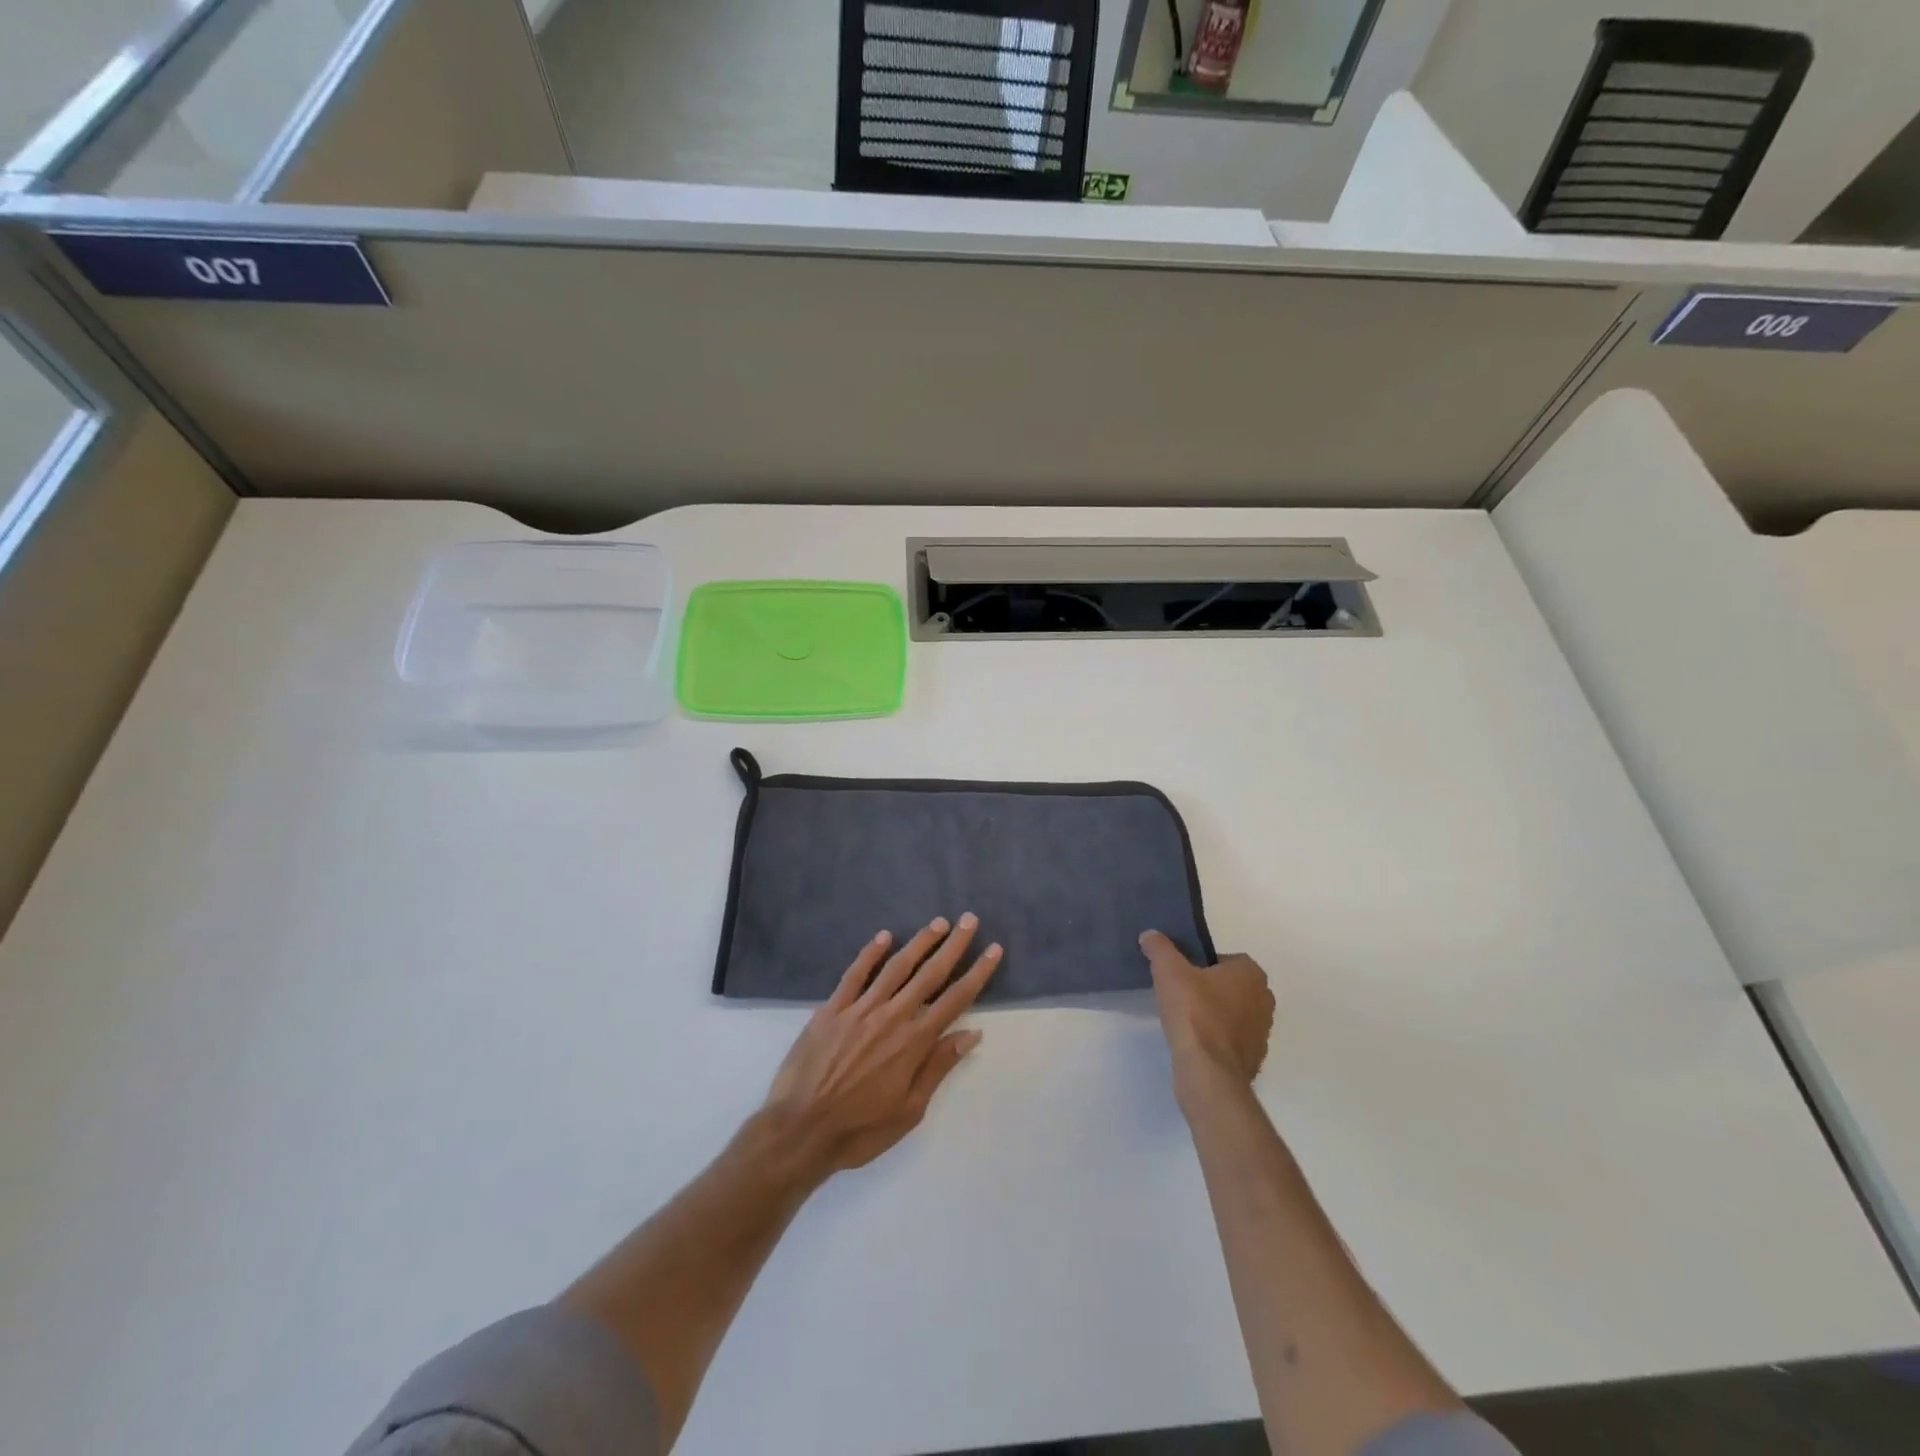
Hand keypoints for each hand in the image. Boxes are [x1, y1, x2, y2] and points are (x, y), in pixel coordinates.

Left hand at [766, 915, 1001, 1176]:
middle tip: (969, 920)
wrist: (799, 1130)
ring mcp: (859, 1009)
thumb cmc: (859, 1129)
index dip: (977, 973)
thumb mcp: (909, 1110)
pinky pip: (854, 974)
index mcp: (913, 1042)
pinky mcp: (831, 1009)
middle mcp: (891, 1017)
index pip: (954, 1000)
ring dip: (919, 942)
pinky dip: (870, 953)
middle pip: (929, 974)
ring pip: (896, 967)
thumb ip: (938, 1066)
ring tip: (937, 923)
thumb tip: (971, 1033)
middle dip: (953, 946)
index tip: (993, 949)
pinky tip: (884, 936)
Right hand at [1140, 931, 1273, 1093]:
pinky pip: (1232, 1039)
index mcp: (1251, 974)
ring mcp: (1262, 1032)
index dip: (1202, 964)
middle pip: (1231, 985)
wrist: (1209, 1072)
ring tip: (1185, 1019)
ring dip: (1214, 1013)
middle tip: (1181, 993)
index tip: (1181, 974)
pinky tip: (1195, 1042)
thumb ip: (1159, 948)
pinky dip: (1217, 1038)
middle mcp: (1264, 1000)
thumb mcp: (1168, 971)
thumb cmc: (1194, 1013)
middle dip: (1210, 988)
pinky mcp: (1254, 1058)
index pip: (1226, 959)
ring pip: (1233, 1013)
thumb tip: (1150, 935)